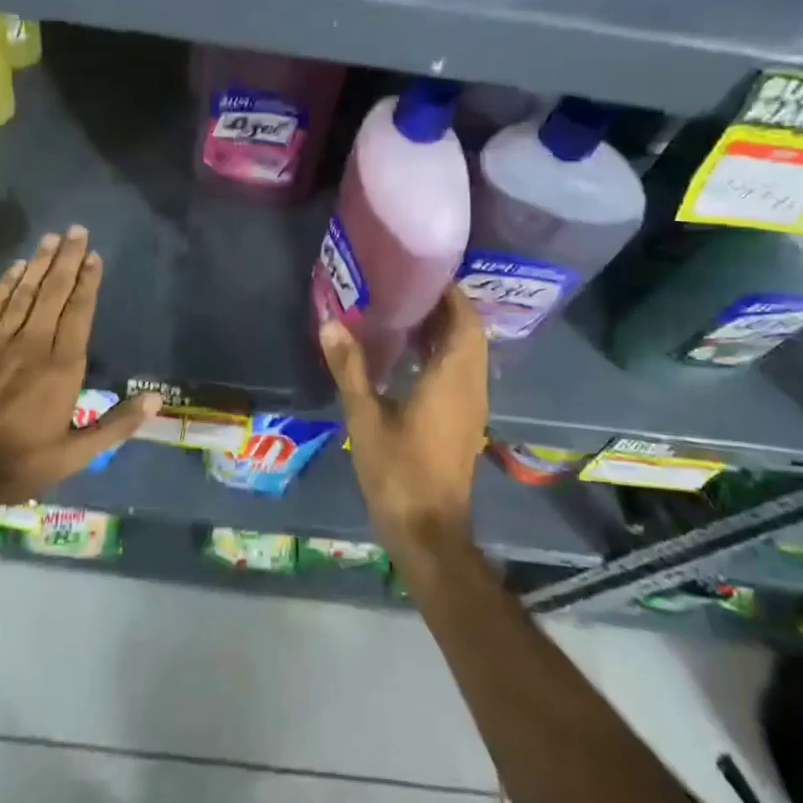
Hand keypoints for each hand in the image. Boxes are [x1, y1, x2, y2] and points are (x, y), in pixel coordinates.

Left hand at [0, 226, 158, 522]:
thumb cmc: (18, 463)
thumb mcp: (74, 455)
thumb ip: (115, 425)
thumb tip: (155, 400)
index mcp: (62, 367)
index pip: (79, 312)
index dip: (88, 281)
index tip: (94, 256)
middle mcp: (33, 344)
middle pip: (54, 292)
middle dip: (67, 259)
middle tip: (76, 230)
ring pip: (24, 292)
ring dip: (39, 263)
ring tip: (52, 238)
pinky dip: (6, 284)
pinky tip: (16, 267)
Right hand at [320, 286, 489, 551]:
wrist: (429, 532)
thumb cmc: (398, 472)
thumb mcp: (365, 418)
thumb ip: (350, 368)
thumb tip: (331, 323)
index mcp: (452, 379)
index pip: (464, 320)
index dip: (450, 292)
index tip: (421, 270)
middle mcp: (471, 386)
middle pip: (469, 332)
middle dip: (446, 305)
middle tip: (407, 286)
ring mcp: (471, 405)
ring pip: (468, 352)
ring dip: (445, 328)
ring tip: (405, 310)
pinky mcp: (464, 420)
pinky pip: (461, 370)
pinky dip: (443, 352)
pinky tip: (409, 353)